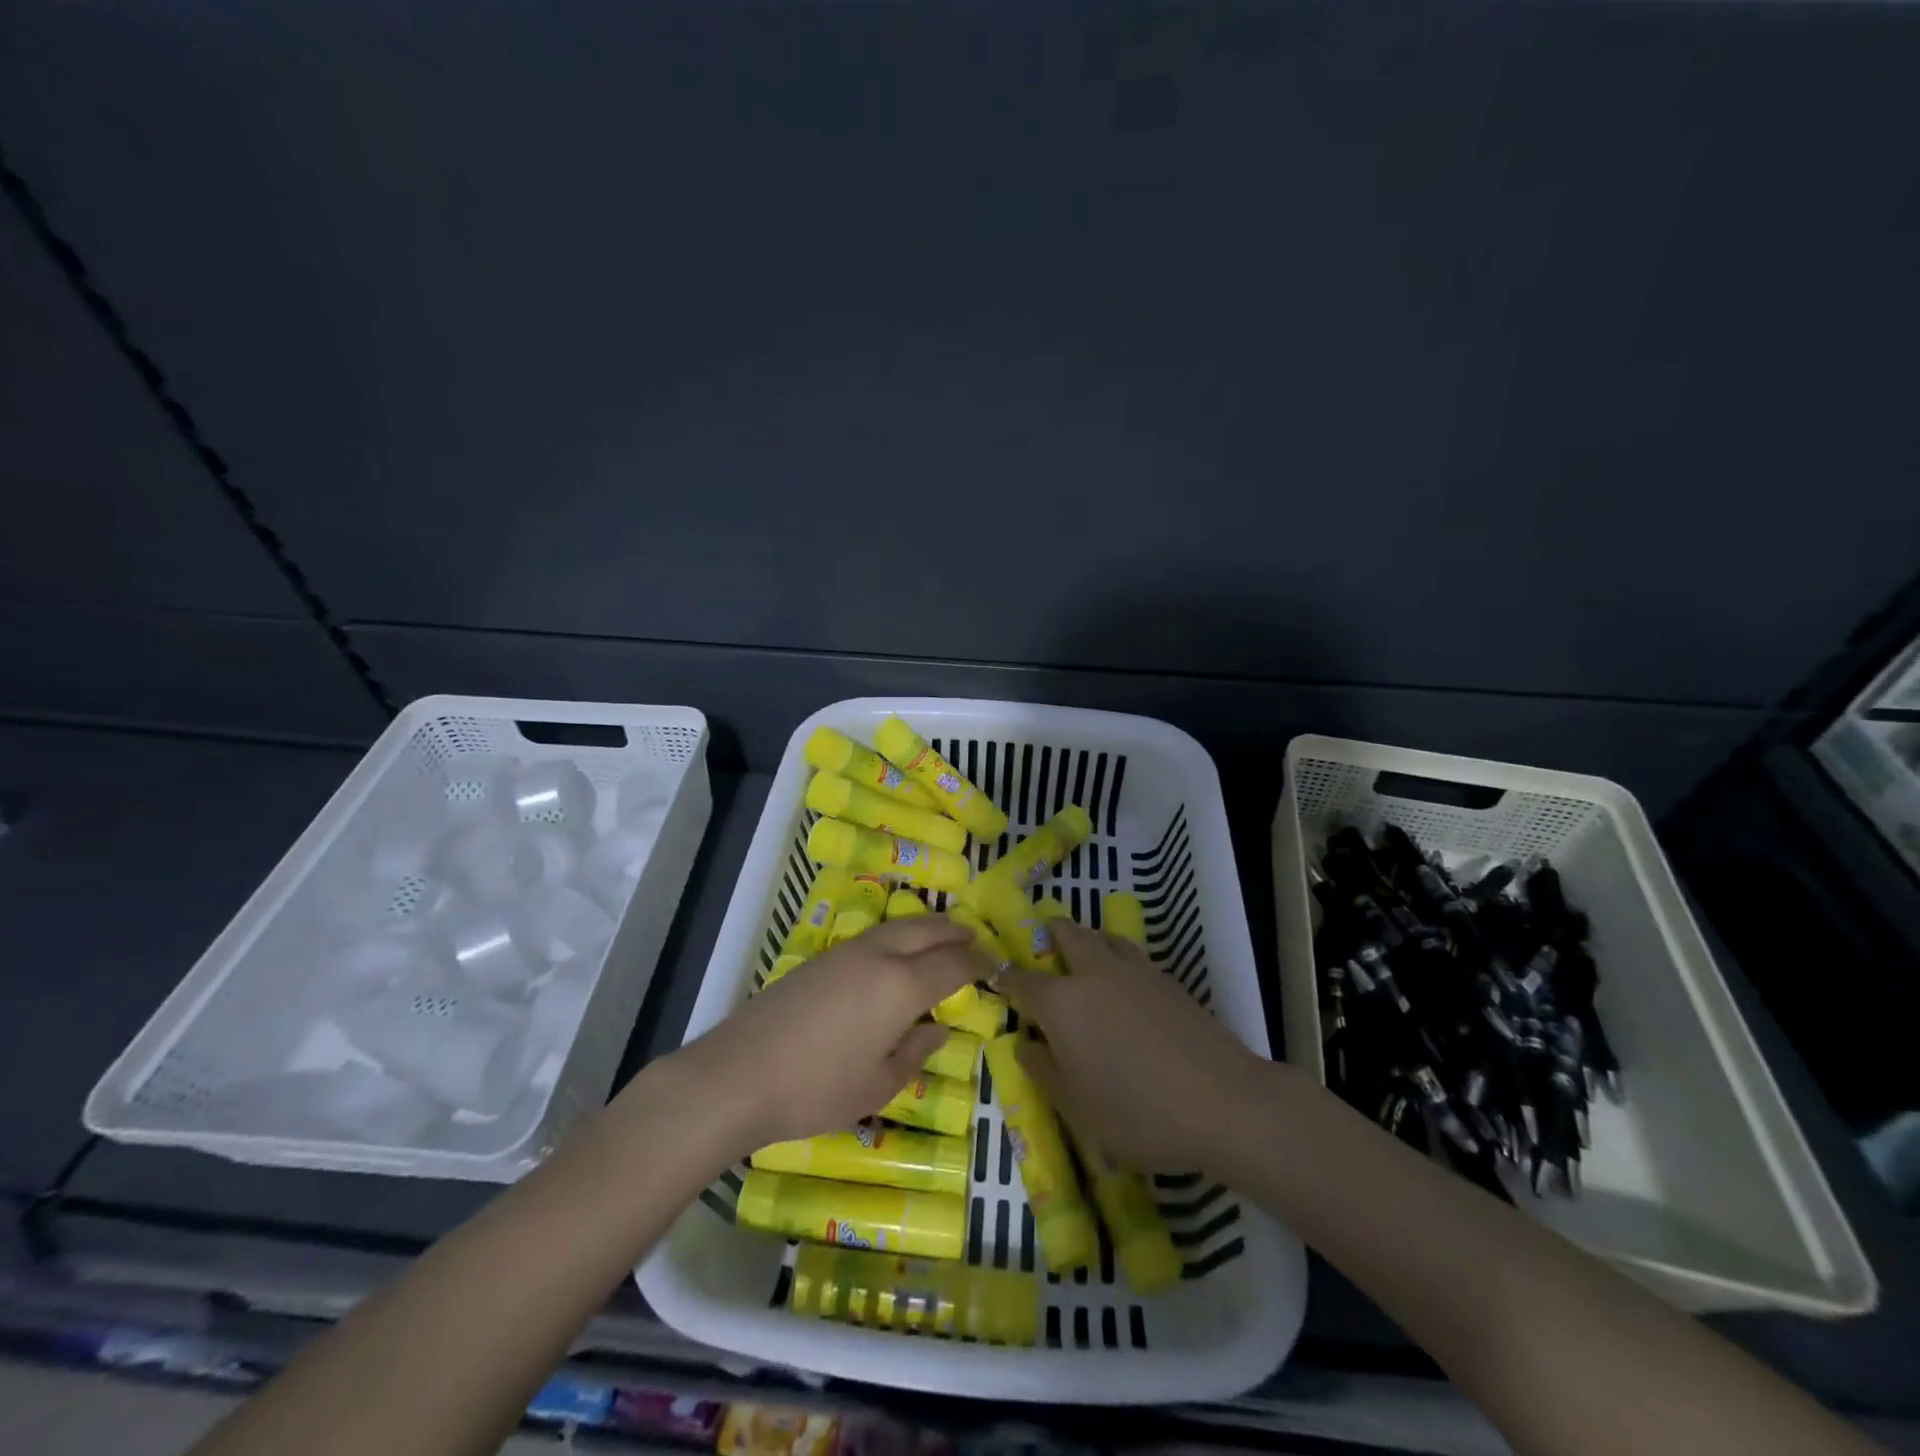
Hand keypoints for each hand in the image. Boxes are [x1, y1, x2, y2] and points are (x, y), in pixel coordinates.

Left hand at [666, 915, 985, 1155]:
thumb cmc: (817, 1088)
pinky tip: (894, 952)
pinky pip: (873, 936)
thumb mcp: (878, 1084)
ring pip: (897, 927)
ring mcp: (846, 952)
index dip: (978, 963)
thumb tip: (937, 1027)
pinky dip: (897, 935)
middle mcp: (879, 957)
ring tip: (940, 935)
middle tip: (975, 937)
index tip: (996, 964)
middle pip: (926, 931)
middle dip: (954, 932)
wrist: (740, 1073)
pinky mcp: (820, 959)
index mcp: (902, 986)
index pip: (952, 964)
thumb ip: (916, 1051)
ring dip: (925, 927)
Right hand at [999, 918, 1268, 1170]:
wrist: (1223, 1102)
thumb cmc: (1138, 1113)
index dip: (1005, 978)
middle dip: (1048, 937)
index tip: (997, 981)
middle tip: (1044, 960)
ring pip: (1102, 935)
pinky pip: (1130, 953)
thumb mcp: (1075, 1106)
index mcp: (1061, 1002)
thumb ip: (1042, 1069)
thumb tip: (1025, 1041)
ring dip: (1086, 941)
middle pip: (1065, 932)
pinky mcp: (1166, 978)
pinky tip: (1124, 990)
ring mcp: (1134, 969)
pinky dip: (1116, 958)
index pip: (1021, 978)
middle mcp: (1093, 972)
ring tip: (1085, 969)